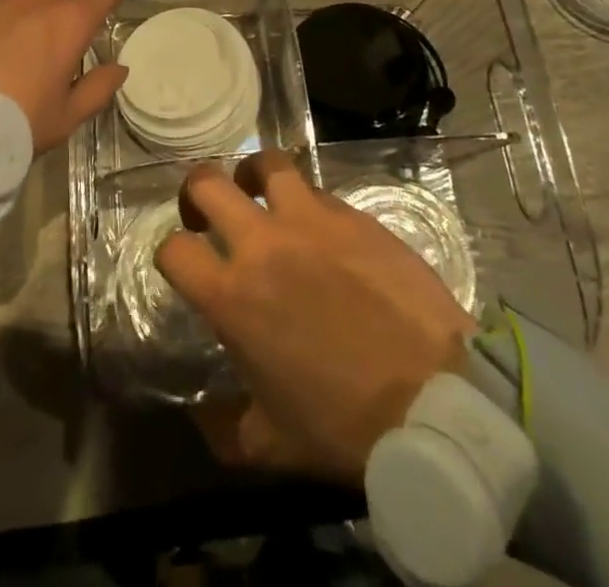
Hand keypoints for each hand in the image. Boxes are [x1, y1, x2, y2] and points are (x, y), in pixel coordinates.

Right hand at [156, 151, 477, 485]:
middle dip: (197, 192)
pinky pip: (318, 191)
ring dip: (254, 175)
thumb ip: (225, 426)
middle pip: (207, 183)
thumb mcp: (273, 444)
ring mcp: (310, 220)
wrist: (437, 400)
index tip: (184, 263)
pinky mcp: (353, 215)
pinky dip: (308, 203)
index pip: (174, 249)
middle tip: (208, 212)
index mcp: (233, 296)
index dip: (171, 253)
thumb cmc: (347, 424)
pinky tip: (321, 229)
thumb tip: (201, 417)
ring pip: (266, 164)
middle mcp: (262, 243)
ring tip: (261, 193)